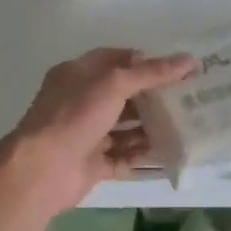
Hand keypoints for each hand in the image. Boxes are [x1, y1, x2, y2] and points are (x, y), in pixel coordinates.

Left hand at [2, 48, 196, 212]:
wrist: (43, 170)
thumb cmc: (75, 116)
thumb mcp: (114, 84)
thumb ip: (151, 72)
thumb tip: (188, 60)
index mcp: (78, 74)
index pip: (114, 60)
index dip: (144, 61)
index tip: (175, 68)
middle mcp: (81, 102)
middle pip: (122, 95)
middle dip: (152, 97)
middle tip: (187, 99)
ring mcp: (86, 134)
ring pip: (124, 128)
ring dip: (150, 127)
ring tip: (184, 127)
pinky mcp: (92, 163)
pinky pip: (123, 156)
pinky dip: (142, 155)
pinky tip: (168, 154)